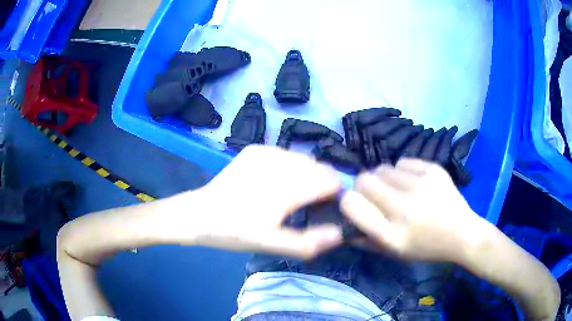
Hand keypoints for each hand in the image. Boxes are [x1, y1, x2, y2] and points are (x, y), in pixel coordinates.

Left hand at [187, 145, 343, 258]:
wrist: (200, 213)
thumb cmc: (235, 232)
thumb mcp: (270, 244)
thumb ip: (308, 241)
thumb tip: (341, 233)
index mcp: (285, 189)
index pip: (330, 180)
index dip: (333, 195)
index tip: (322, 208)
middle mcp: (279, 163)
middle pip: (320, 168)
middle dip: (321, 184)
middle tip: (304, 204)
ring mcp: (266, 152)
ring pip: (304, 159)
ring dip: (305, 175)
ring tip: (289, 194)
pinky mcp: (255, 149)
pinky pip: (286, 154)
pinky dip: (288, 167)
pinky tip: (272, 182)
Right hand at [341, 158, 489, 261]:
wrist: (462, 233)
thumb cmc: (425, 247)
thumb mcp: (393, 252)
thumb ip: (365, 239)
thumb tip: (344, 218)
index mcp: (391, 234)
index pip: (351, 204)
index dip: (348, 200)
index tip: (355, 203)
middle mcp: (404, 207)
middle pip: (364, 179)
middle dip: (365, 187)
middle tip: (378, 195)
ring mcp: (421, 185)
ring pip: (383, 168)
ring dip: (385, 179)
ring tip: (399, 190)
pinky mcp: (434, 170)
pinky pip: (403, 162)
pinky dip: (403, 172)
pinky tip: (415, 183)